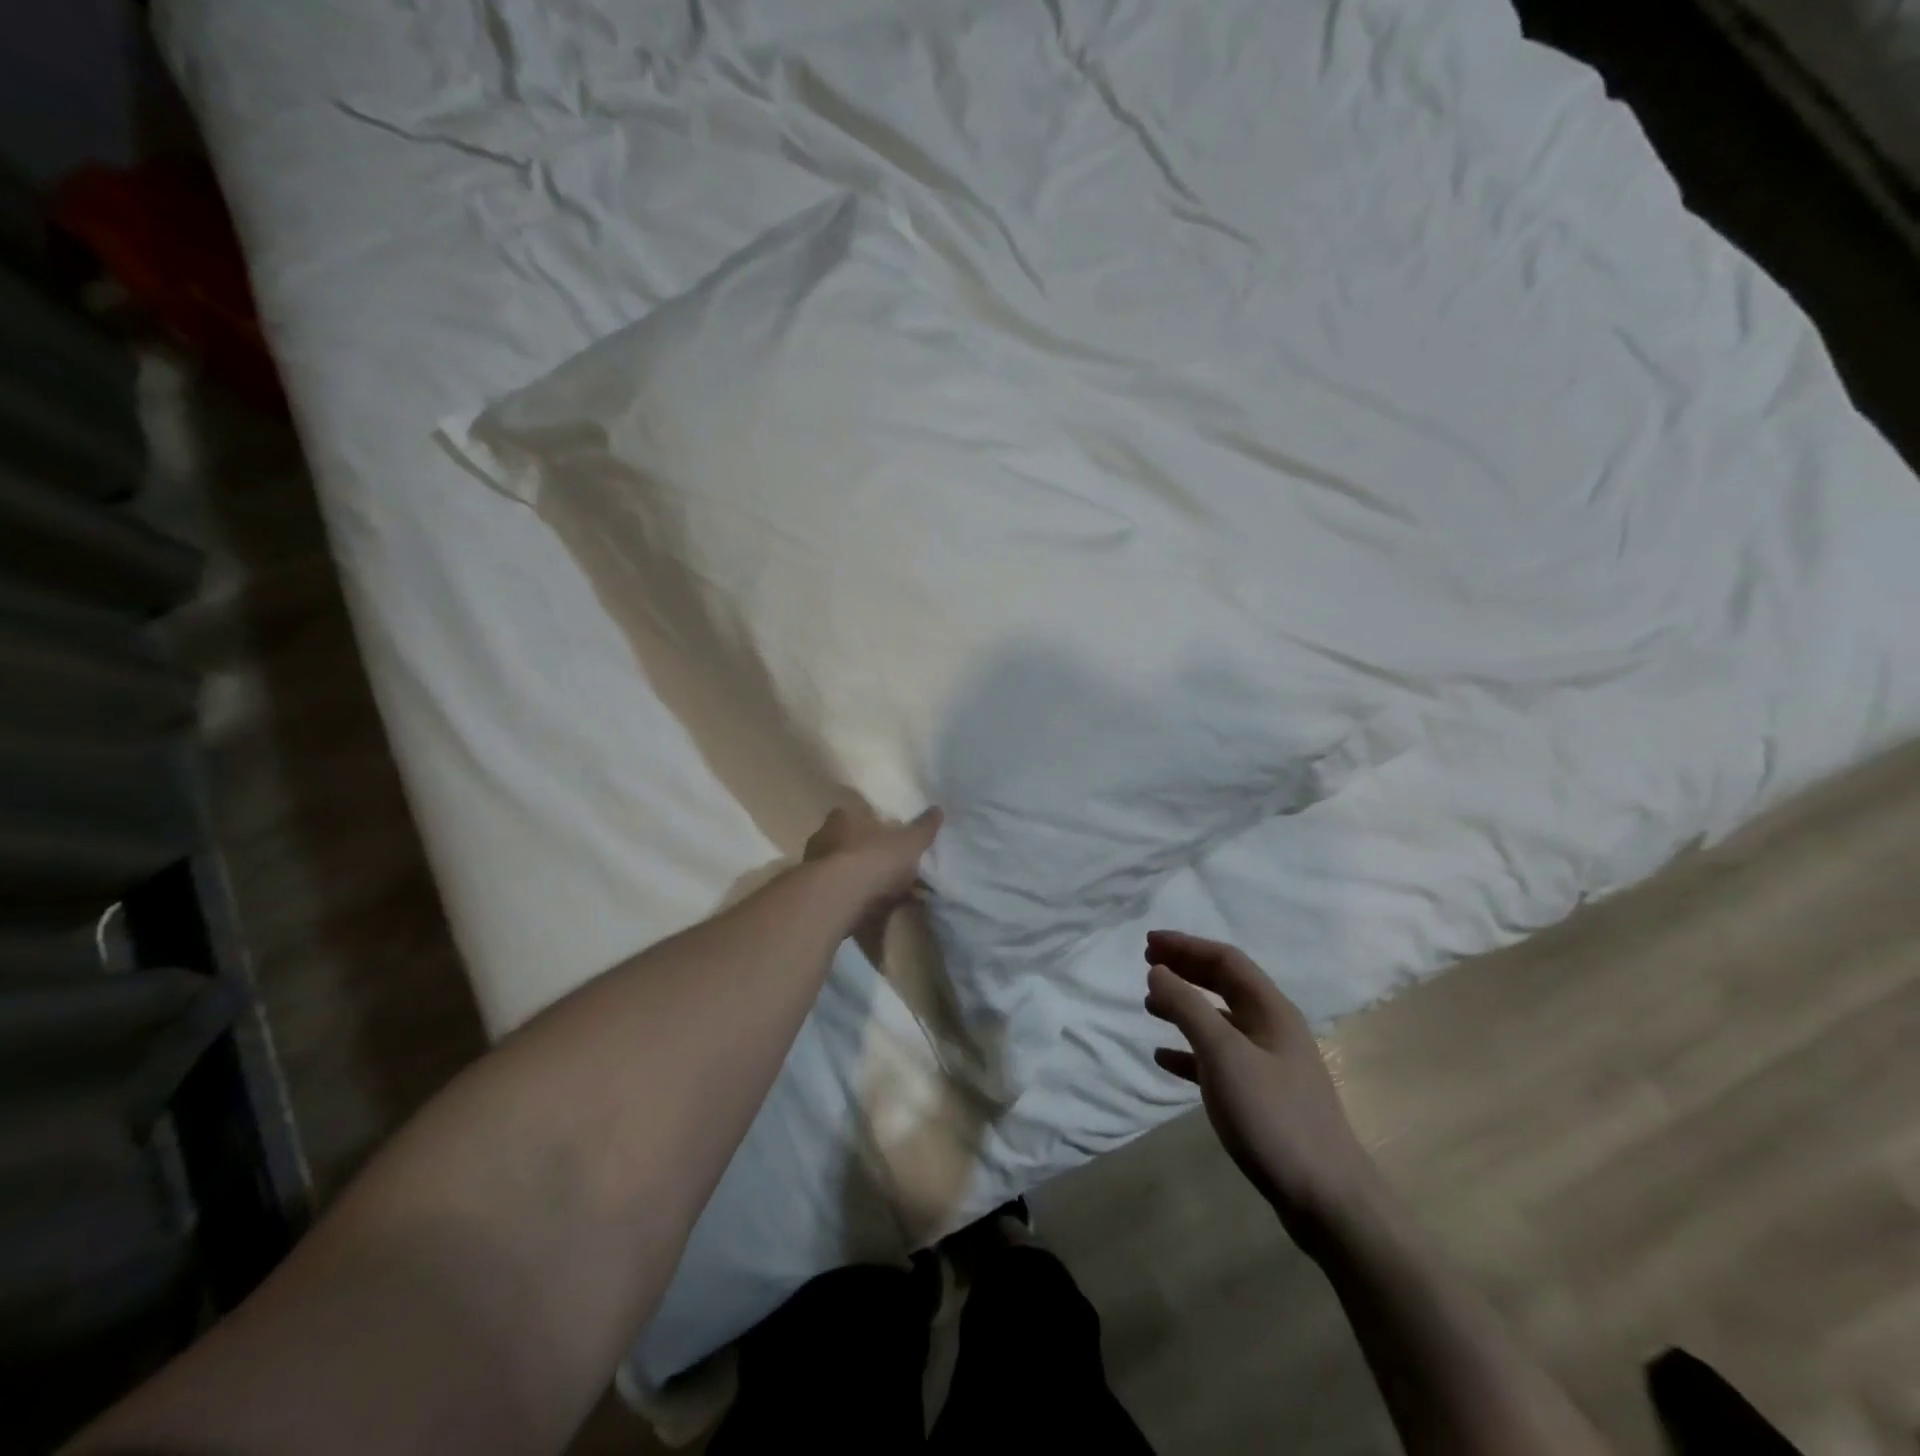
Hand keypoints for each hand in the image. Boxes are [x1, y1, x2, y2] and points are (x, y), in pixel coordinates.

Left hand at [804, 804, 940, 955]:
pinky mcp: (812, 893)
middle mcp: (824, 834)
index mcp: (845, 815)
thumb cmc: (873, 859)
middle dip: (871, 855)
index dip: (882, 826)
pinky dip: (854, 901)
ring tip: (886, 897)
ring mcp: (814, 865)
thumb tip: (938, 809)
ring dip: (862, 880)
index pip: (864, 813)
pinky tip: (871, 913)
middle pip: (853, 842)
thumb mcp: (909, 842)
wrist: (836, 899)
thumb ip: (924, 828)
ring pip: (844, 869)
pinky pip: (839, 893)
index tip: (897, 840)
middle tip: (894, 870)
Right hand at [1145, 931, 1382, 1251]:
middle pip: (1224, 985)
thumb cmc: (1273, 1116)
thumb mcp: (1224, 1055)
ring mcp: (1269, 1063)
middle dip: (1186, 970)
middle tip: (1147, 964)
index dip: (1186, 946)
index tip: (1149, 943)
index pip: (1226, 960)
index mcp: (1271, 1010)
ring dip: (1185, 1007)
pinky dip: (1189, 1051)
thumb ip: (1188, 1008)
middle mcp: (1272, 1028)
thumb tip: (1157, 970)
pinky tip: (1164, 1059)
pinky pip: (1219, 1059)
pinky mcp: (1262, 1096)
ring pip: (1220, 1020)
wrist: (1326, 1198)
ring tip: (1149, 1006)